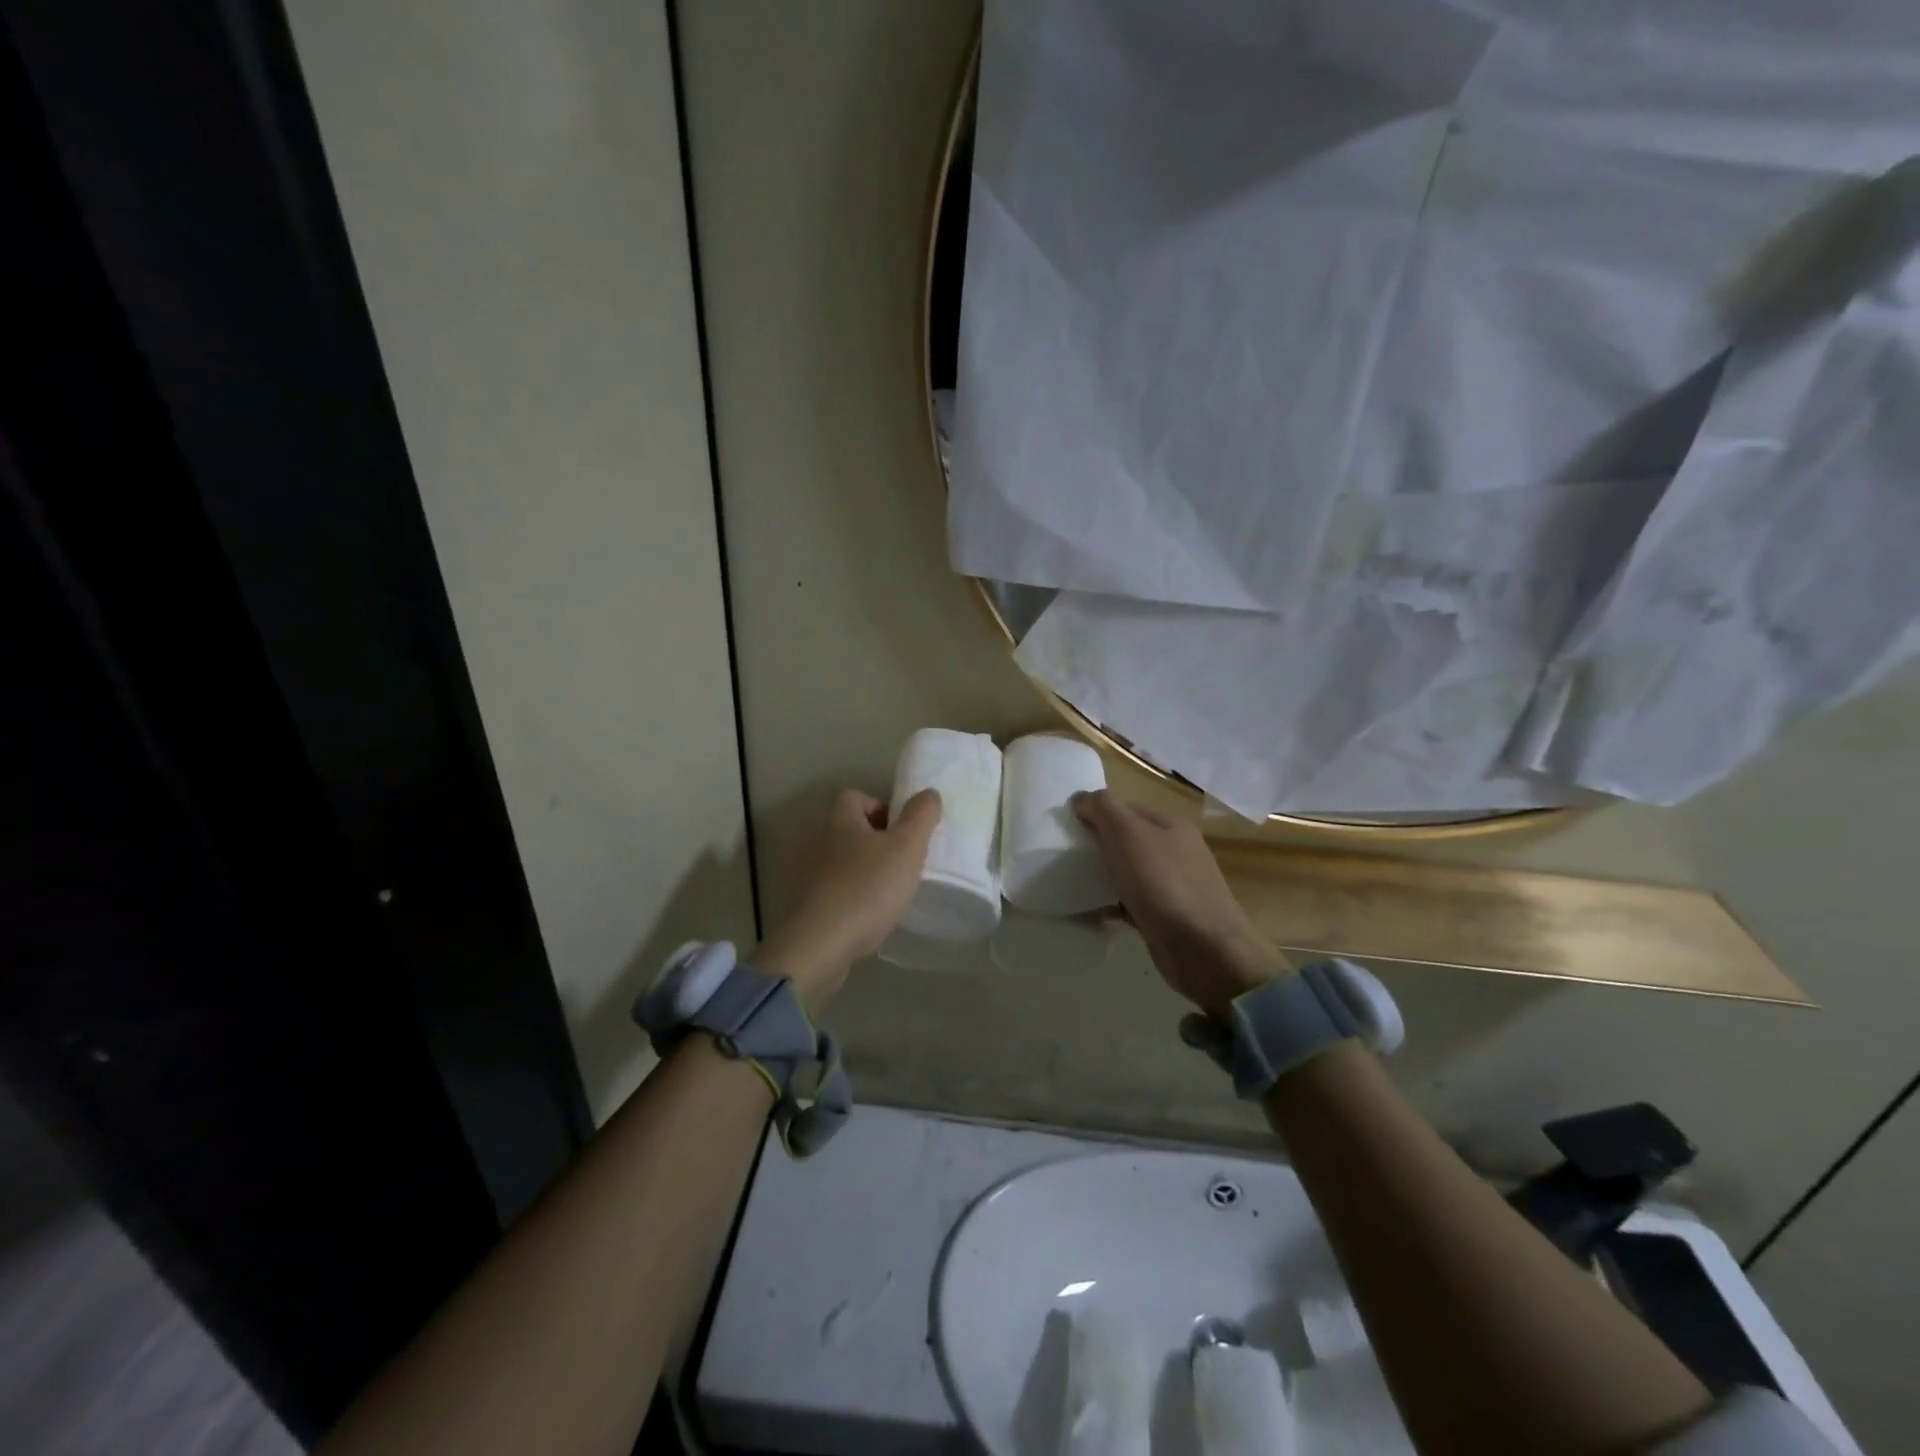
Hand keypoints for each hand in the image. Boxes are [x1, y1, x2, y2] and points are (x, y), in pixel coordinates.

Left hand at [755, 788, 941, 1009]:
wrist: (821, 945)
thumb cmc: (867, 888)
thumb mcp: (906, 847)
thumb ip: (921, 816)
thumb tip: (928, 794)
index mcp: (839, 819)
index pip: (857, 796)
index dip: (883, 808)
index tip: (903, 832)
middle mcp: (819, 841)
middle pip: (852, 830)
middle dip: (878, 842)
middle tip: (904, 861)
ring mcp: (809, 874)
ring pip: (845, 861)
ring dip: (867, 871)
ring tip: (892, 891)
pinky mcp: (808, 904)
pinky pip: (837, 889)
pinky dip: (855, 896)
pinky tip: (872, 914)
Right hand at [1072, 791, 1288, 1017]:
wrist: (1203, 949)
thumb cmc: (1163, 883)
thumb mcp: (1128, 833)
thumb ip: (1103, 808)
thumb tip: (1081, 798)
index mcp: (1171, 825)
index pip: (1126, 808)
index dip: (1096, 814)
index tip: (1067, 828)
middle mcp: (1175, 852)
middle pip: (1127, 841)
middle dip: (1097, 847)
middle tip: (1064, 857)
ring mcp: (1173, 887)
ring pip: (1127, 874)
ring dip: (1101, 878)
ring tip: (1070, 885)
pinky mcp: (1165, 918)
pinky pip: (1130, 904)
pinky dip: (1110, 906)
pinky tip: (1089, 913)